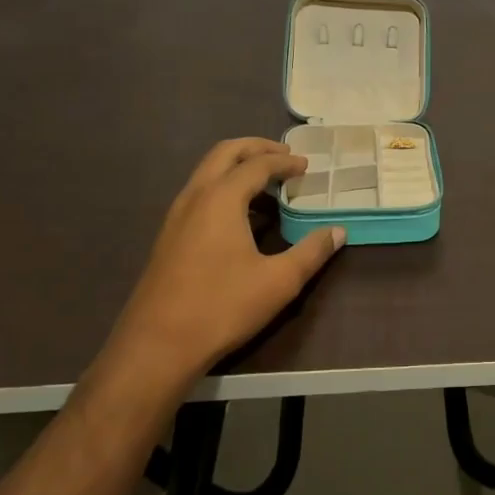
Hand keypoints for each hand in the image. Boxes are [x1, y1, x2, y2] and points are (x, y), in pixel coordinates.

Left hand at [106, 138, 344, 379]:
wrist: (156, 347)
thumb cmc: (221, 307)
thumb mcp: (279, 281)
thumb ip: (311, 252)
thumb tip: (338, 232)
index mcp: (221, 199)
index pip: (257, 164)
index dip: (284, 162)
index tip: (306, 166)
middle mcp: (195, 197)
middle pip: (225, 153)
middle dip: (256, 148)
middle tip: (284, 156)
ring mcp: (176, 216)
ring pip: (207, 172)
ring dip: (237, 167)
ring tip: (267, 183)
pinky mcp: (168, 237)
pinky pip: (199, 193)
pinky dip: (224, 186)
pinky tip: (241, 215)